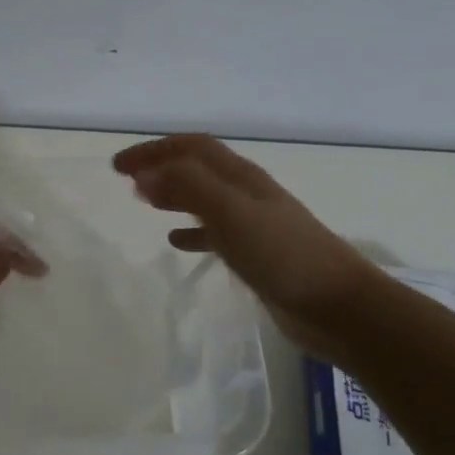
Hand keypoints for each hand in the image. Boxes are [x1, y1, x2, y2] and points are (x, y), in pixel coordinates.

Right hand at [113, 134, 389, 360]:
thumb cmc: (282, 255)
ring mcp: (254, 224)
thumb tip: (145, 175)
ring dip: (174, 194)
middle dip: (161, 167)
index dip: (154, 150)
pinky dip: (191, 231)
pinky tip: (176, 242)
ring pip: (204, 198)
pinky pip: (215, 233)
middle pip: (198, 168)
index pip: (192, 148)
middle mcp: (247, 194)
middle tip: (126, 179)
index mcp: (242, 178)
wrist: (337, 305)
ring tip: (145, 202)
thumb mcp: (230, 213)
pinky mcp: (257, 254)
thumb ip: (188, 187)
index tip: (117, 166)